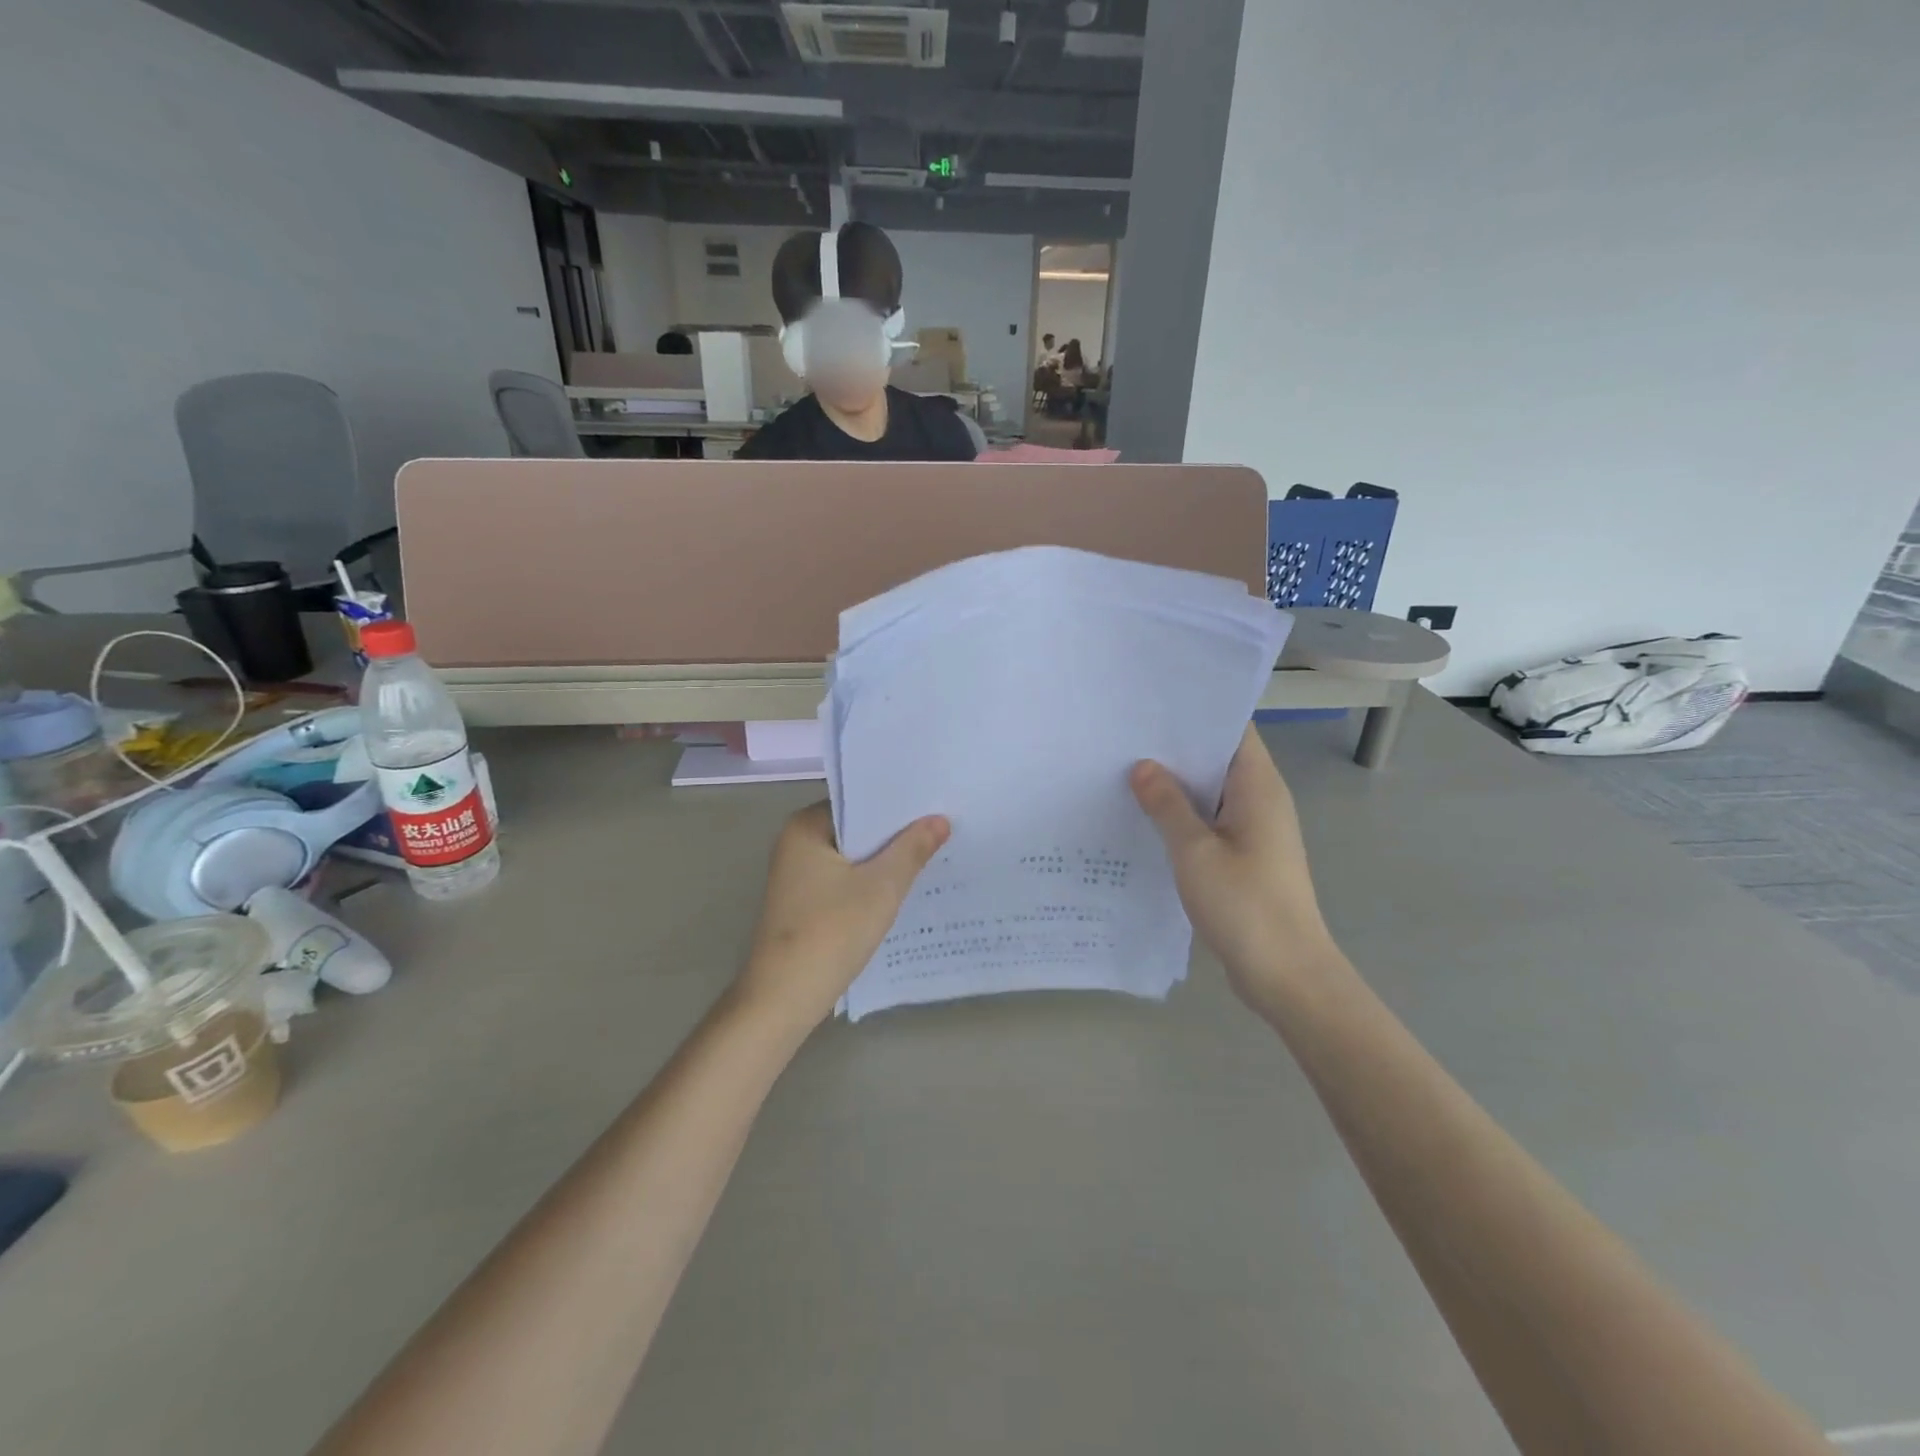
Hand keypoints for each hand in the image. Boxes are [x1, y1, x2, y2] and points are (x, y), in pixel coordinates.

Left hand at [735, 803, 949, 1031]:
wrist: (784, 998)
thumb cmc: (831, 932)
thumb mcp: (881, 887)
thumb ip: (912, 849)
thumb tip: (939, 819)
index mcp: (805, 827)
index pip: (858, 800)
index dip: (896, 802)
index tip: (934, 803)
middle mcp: (795, 844)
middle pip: (855, 828)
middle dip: (894, 832)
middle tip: (942, 826)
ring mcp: (797, 876)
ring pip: (852, 856)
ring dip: (884, 859)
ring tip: (931, 854)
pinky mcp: (803, 903)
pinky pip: (844, 880)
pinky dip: (869, 882)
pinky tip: (901, 889)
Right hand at [1130, 726, 1344, 1010]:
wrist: (1286, 975)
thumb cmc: (1245, 905)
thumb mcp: (1194, 851)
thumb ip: (1167, 805)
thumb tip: (1143, 766)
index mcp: (1258, 787)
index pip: (1232, 729)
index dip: (1196, 713)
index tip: (1151, 705)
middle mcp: (1261, 801)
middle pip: (1218, 759)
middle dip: (1175, 748)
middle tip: (1124, 736)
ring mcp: (1254, 831)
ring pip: (1211, 794)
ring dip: (1176, 786)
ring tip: (1124, 770)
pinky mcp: (1244, 858)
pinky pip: (1210, 823)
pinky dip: (1182, 817)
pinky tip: (1144, 819)